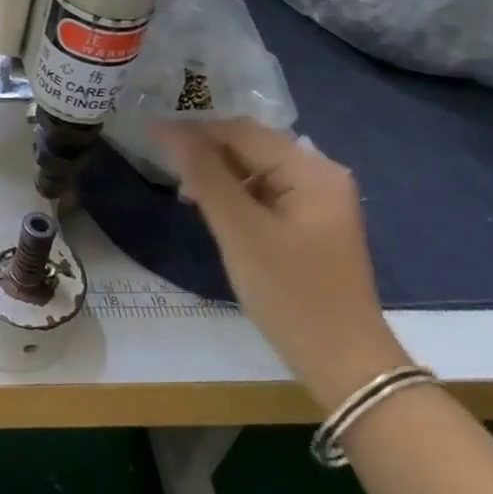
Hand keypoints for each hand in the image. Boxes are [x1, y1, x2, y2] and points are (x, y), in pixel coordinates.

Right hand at [159, 119, 407, 409]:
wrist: (343, 363)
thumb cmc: (291, 294)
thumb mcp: (241, 233)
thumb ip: (206, 176)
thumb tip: (169, 130)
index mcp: (312, 170)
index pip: (242, 132)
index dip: (194, 131)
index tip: (149, 133)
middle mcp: (321, 175)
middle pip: (252, 147)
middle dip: (206, 151)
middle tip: (160, 163)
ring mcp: (319, 201)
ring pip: (256, 170)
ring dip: (218, 174)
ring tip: (182, 189)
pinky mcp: (311, 224)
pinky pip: (265, 193)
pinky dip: (235, 195)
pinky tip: (211, 208)